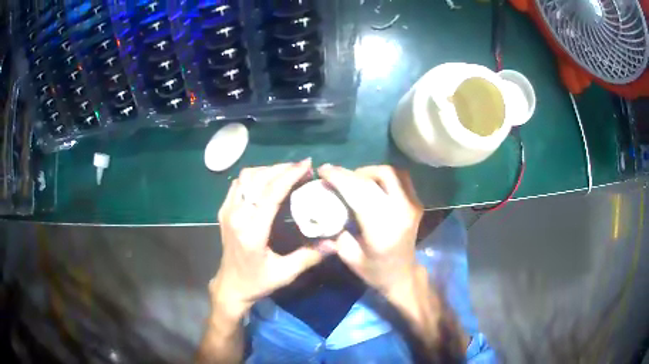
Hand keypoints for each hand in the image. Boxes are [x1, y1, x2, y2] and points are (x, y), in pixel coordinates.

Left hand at [210, 160, 326, 320]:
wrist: (231, 285)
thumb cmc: (257, 282)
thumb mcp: (285, 273)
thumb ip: (309, 256)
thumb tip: (334, 243)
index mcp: (251, 231)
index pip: (271, 193)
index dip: (290, 175)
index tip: (307, 165)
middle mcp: (236, 216)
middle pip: (259, 179)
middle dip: (282, 169)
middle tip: (302, 168)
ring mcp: (227, 211)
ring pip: (246, 177)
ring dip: (268, 170)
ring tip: (287, 173)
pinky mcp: (223, 210)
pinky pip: (238, 184)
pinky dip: (254, 177)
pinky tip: (267, 181)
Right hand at [318, 165, 423, 295]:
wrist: (403, 276)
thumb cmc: (374, 271)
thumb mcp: (348, 255)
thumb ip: (338, 228)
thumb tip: (328, 203)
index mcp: (382, 230)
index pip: (361, 193)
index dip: (340, 177)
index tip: (323, 170)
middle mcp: (401, 213)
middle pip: (378, 177)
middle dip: (352, 173)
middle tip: (336, 176)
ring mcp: (412, 205)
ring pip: (391, 172)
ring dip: (369, 171)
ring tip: (354, 180)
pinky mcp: (417, 203)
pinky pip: (399, 178)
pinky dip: (382, 176)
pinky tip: (371, 184)